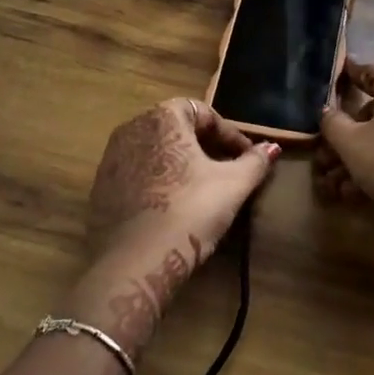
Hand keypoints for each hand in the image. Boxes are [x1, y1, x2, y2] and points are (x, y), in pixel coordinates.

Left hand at [63, 100, 278, 356]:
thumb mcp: (232, 185)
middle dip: (204, 146)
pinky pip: (136, 174)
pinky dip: (156, 182)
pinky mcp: (100, 188)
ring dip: (179, 163)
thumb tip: (273, 148)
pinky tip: (171, 207)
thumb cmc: (190, 211)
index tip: (246, 158)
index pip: (204, 112)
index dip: (229, 134)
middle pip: (177, 128)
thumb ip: (254, 162)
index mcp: (163, 117)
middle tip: (226, 171)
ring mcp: (111, 157)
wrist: (135, 262)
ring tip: (200, 189)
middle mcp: (133, 127)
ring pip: (155, 151)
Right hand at [317, 59, 373, 260]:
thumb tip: (326, 112)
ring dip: (358, 159)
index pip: (368, 71)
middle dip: (346, 138)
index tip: (331, 81)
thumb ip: (332, 123)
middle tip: (325, 157)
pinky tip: (356, 194)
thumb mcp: (351, 143)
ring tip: (334, 185)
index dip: (346, 76)